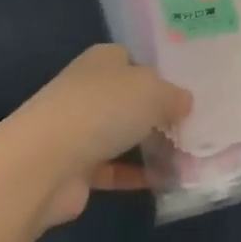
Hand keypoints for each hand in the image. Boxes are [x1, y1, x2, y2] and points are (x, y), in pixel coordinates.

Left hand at [0, 45, 191, 226]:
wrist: (46, 163)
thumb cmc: (103, 110)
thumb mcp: (153, 91)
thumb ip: (174, 96)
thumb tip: (184, 103)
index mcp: (102, 60)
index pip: (133, 59)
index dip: (159, 73)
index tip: (188, 92)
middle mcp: (88, 90)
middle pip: (129, 99)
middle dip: (158, 113)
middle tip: (195, 128)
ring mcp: (78, 129)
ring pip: (122, 134)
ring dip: (150, 147)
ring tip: (188, 158)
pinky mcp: (76, 167)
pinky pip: (114, 169)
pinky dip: (137, 175)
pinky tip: (165, 182)